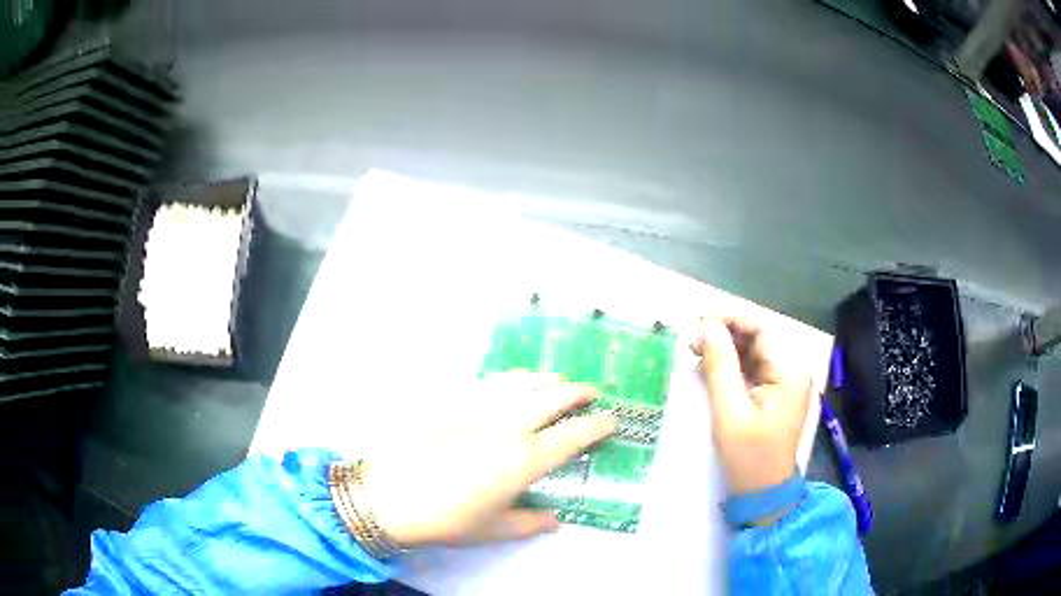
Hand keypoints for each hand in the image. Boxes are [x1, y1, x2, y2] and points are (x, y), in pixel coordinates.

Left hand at [361, 372, 614, 547]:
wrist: (391, 494)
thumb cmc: (447, 518)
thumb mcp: (494, 529)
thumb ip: (530, 524)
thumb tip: (556, 522)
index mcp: (526, 460)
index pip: (574, 436)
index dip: (597, 426)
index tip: (611, 421)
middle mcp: (510, 426)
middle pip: (555, 398)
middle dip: (579, 393)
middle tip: (591, 393)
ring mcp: (481, 408)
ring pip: (525, 382)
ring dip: (548, 379)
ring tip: (558, 381)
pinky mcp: (455, 400)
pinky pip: (492, 380)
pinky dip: (513, 378)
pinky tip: (514, 382)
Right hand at [692, 315, 812, 495]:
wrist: (763, 492)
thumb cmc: (748, 456)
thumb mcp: (729, 411)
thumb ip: (720, 365)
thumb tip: (707, 325)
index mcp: (789, 372)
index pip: (761, 329)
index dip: (730, 319)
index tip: (698, 320)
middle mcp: (792, 370)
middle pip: (757, 339)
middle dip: (724, 335)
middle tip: (690, 341)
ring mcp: (784, 382)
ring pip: (752, 352)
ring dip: (725, 350)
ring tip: (694, 353)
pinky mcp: (775, 393)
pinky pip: (752, 369)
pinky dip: (731, 366)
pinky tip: (709, 369)